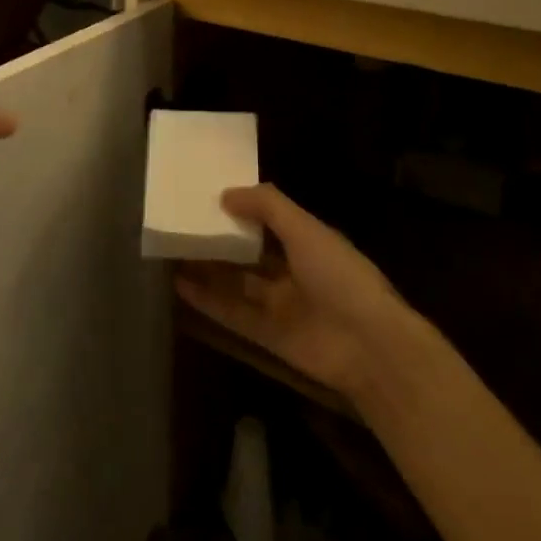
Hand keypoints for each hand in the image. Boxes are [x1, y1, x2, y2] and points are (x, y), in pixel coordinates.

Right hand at [175, 185, 411, 403]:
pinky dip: (206, 300)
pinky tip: (178, 285)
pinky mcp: (267, 335)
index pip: (271, 221)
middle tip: (181, 226)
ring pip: (235, 283)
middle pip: (249, 254)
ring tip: (172, 253)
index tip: (208, 198)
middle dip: (219, 241)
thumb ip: (267, 206)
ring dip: (207, 269)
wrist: (369, 346)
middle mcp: (294, 272)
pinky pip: (231, 313)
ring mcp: (280, 305)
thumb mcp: (306, 229)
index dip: (243, 210)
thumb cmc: (340, 277)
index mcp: (309, 243)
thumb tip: (226, 194)